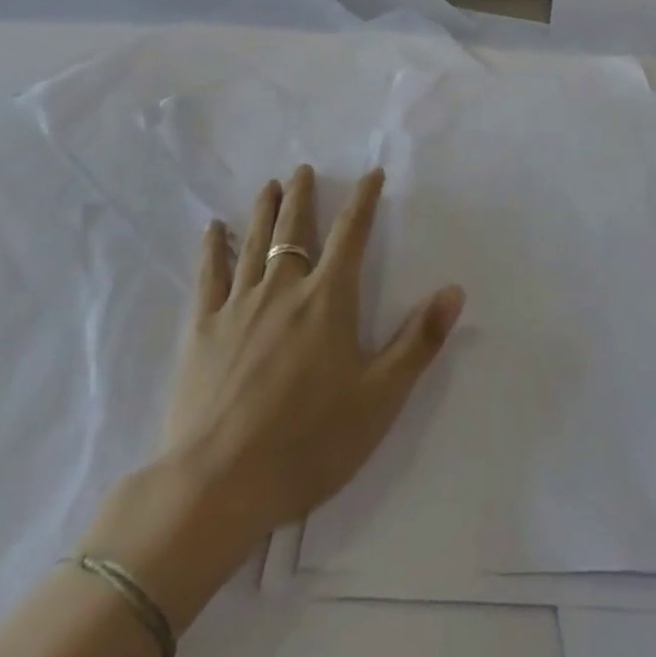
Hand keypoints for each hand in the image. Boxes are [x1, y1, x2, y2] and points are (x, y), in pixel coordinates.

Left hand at [162, 164, 465, 535]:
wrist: (217, 487)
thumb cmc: (309, 442)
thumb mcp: (380, 398)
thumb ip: (418, 340)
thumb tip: (454, 289)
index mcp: (328, 299)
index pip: (352, 233)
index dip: (364, 199)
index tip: (372, 174)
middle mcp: (283, 288)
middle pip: (295, 229)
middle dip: (303, 196)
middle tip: (303, 170)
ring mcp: (237, 307)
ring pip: (253, 243)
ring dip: (264, 210)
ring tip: (269, 185)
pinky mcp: (201, 331)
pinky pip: (209, 277)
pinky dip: (213, 249)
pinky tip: (214, 230)